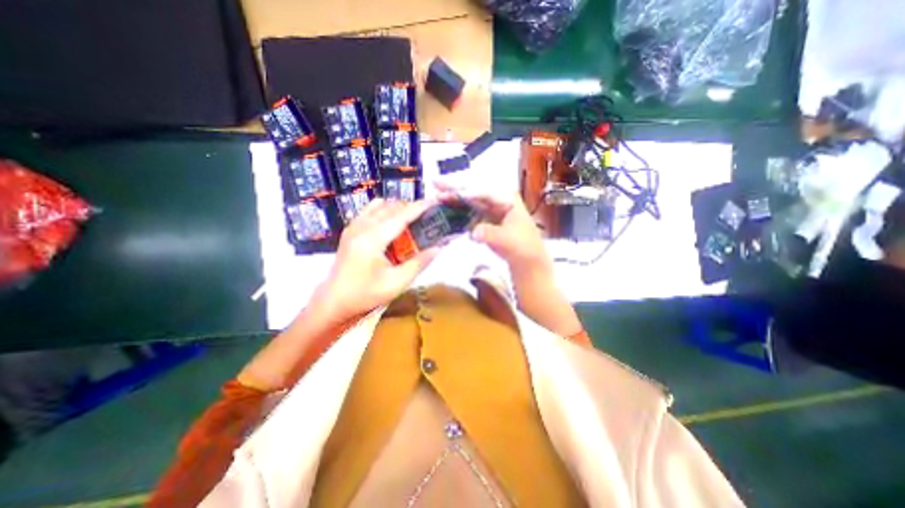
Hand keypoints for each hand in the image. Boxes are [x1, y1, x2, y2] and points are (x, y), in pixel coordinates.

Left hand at [311, 199, 438, 321]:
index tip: (434, 201)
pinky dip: (384, 211)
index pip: (400, 216)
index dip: (419, 207)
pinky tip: (391, 225)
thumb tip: (439, 247)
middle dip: (410, 207)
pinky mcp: (350, 230)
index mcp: (372, 239)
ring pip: (379, 205)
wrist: (334, 301)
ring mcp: (353, 226)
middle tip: (427, 216)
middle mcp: (361, 227)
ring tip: (411, 220)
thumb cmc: (366, 294)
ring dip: (397, 208)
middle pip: (390, 207)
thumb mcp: (397, 283)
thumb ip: (419, 263)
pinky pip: (369, 211)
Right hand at [433, 183, 551, 276]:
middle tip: (436, 184)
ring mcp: (491, 211)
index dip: (467, 190)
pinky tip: (447, 210)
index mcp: (508, 200)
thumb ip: (490, 234)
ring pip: (469, 202)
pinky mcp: (486, 222)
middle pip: (474, 192)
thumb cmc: (524, 249)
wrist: (527, 263)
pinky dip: (458, 212)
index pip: (484, 191)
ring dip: (454, 199)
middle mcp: (498, 202)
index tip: (450, 192)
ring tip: (437, 196)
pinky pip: (469, 213)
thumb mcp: (509, 241)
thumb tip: (474, 232)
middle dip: (456, 188)